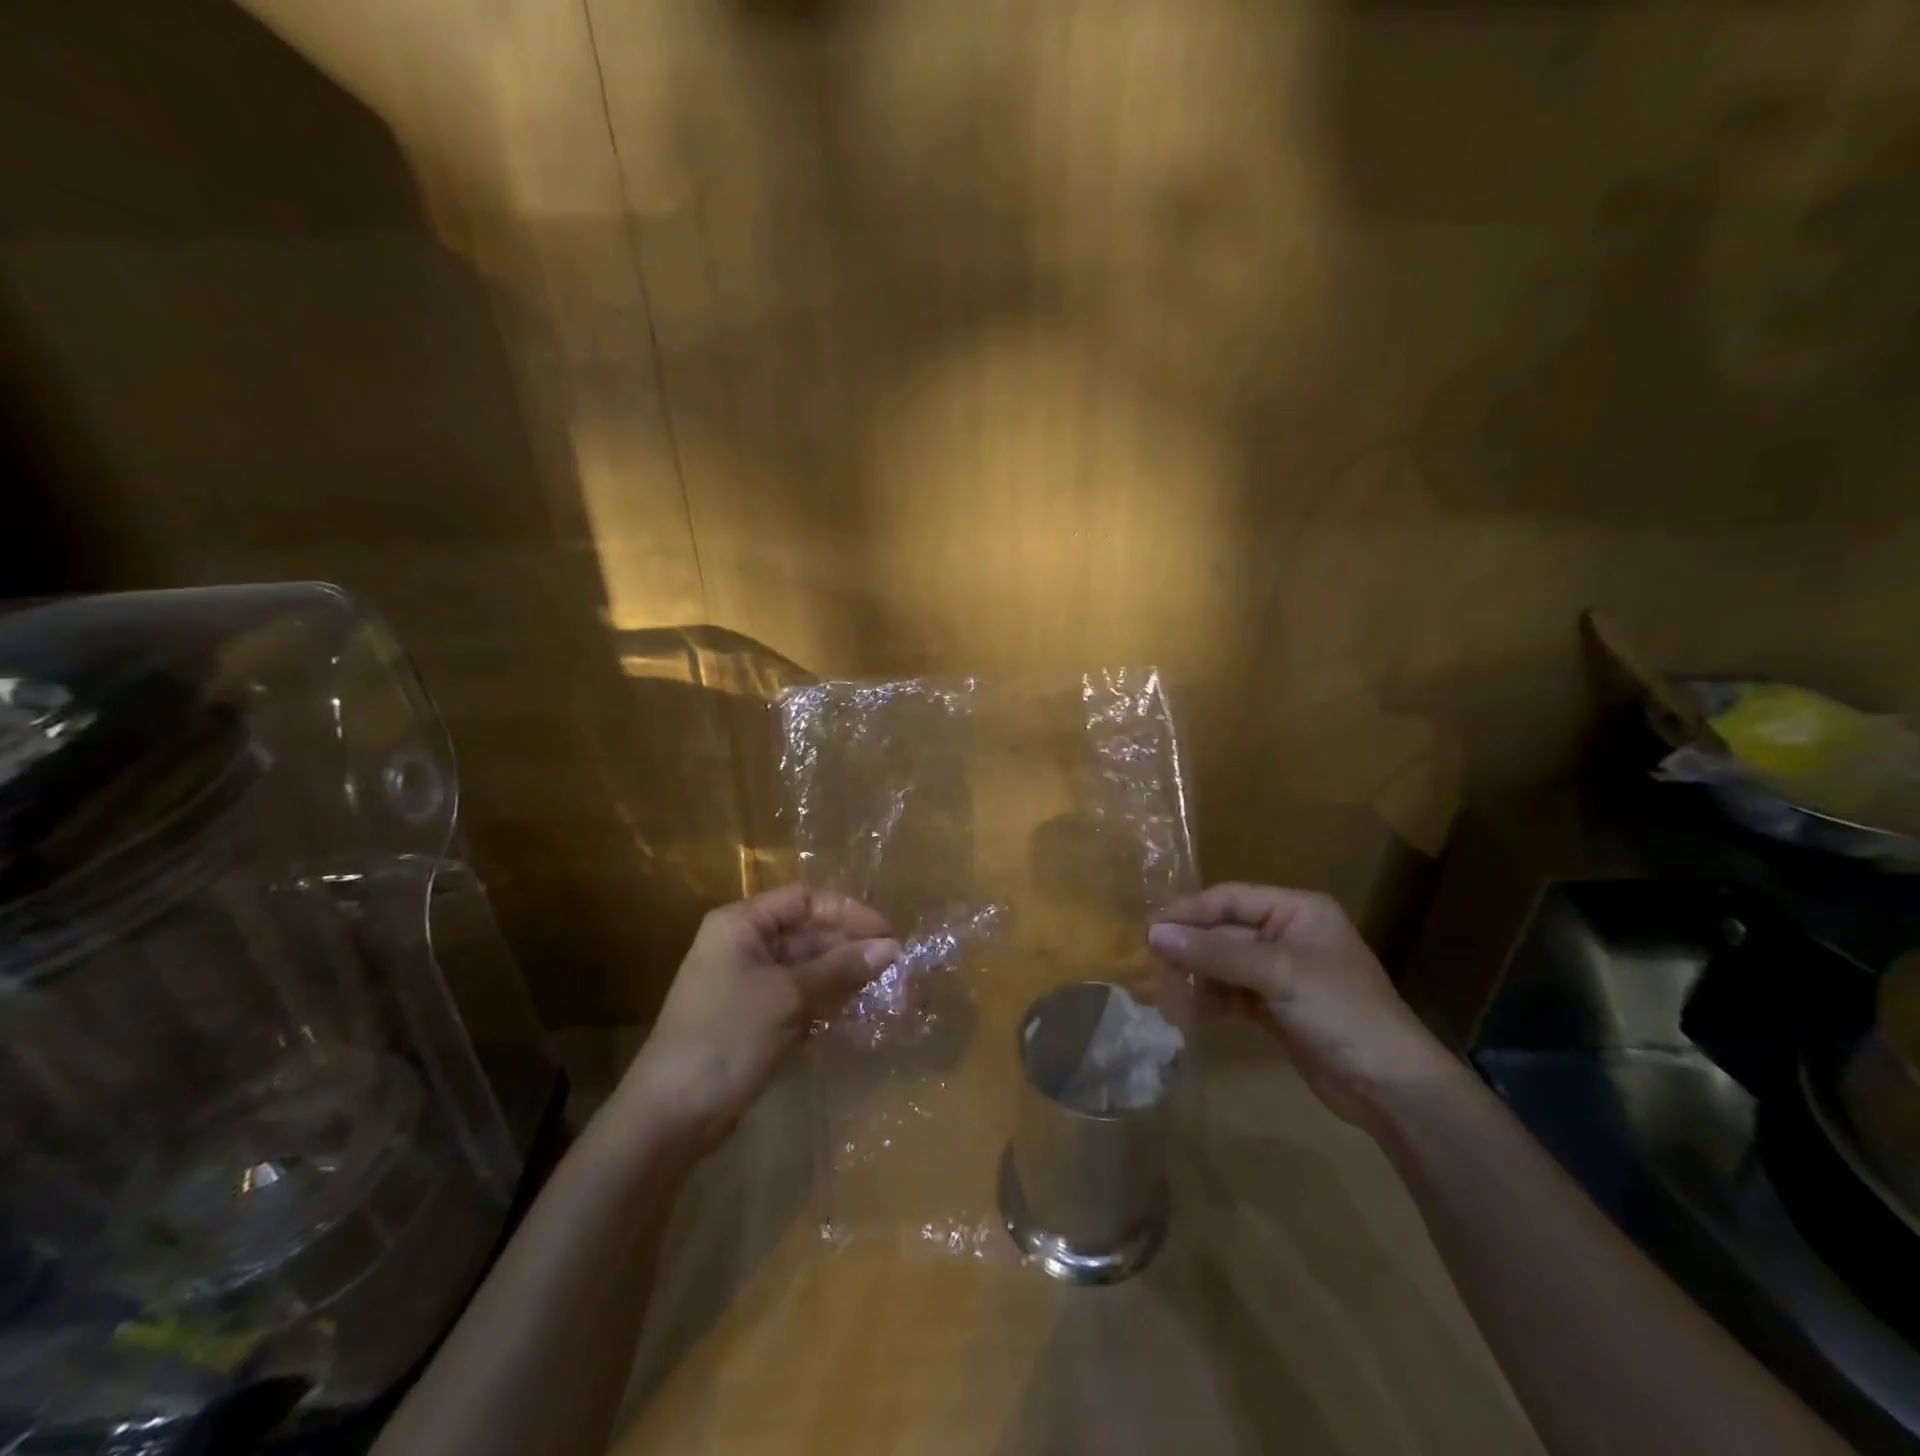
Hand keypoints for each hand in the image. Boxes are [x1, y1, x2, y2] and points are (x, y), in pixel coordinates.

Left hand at [617, 885, 900, 1152]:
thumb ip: (841, 968)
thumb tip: (892, 948)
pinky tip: (857, 1013)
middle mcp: (744, 944)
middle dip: (851, 947)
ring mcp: (748, 982)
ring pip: (808, 967)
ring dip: (844, 976)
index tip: (889, 934)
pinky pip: (799, 996)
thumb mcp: (789, 997)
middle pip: (809, 932)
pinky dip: (827, 1001)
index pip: (806, 899)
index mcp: (742, 924)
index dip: (850, 912)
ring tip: (886, 990)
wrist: (671, 1115)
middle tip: (895, 968)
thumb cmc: (727, 1037)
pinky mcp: (754, 1017)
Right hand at [1146, 882, 1460, 1130]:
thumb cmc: (1341, 1012)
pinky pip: (1231, 993)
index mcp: (1297, 910)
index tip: (1148, 930)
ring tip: (1161, 993)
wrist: (1392, 1088)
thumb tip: (1154, 934)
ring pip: (1223, 965)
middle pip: (1223, 932)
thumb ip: (1214, 953)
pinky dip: (1209, 1001)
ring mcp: (1281, 973)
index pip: (1229, 899)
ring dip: (1194, 977)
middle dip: (1188, 950)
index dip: (1188, 912)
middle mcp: (1287, 934)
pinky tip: (1186, 1013)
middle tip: (1149, 966)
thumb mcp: (1278, 974)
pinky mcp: (1275, 1007)